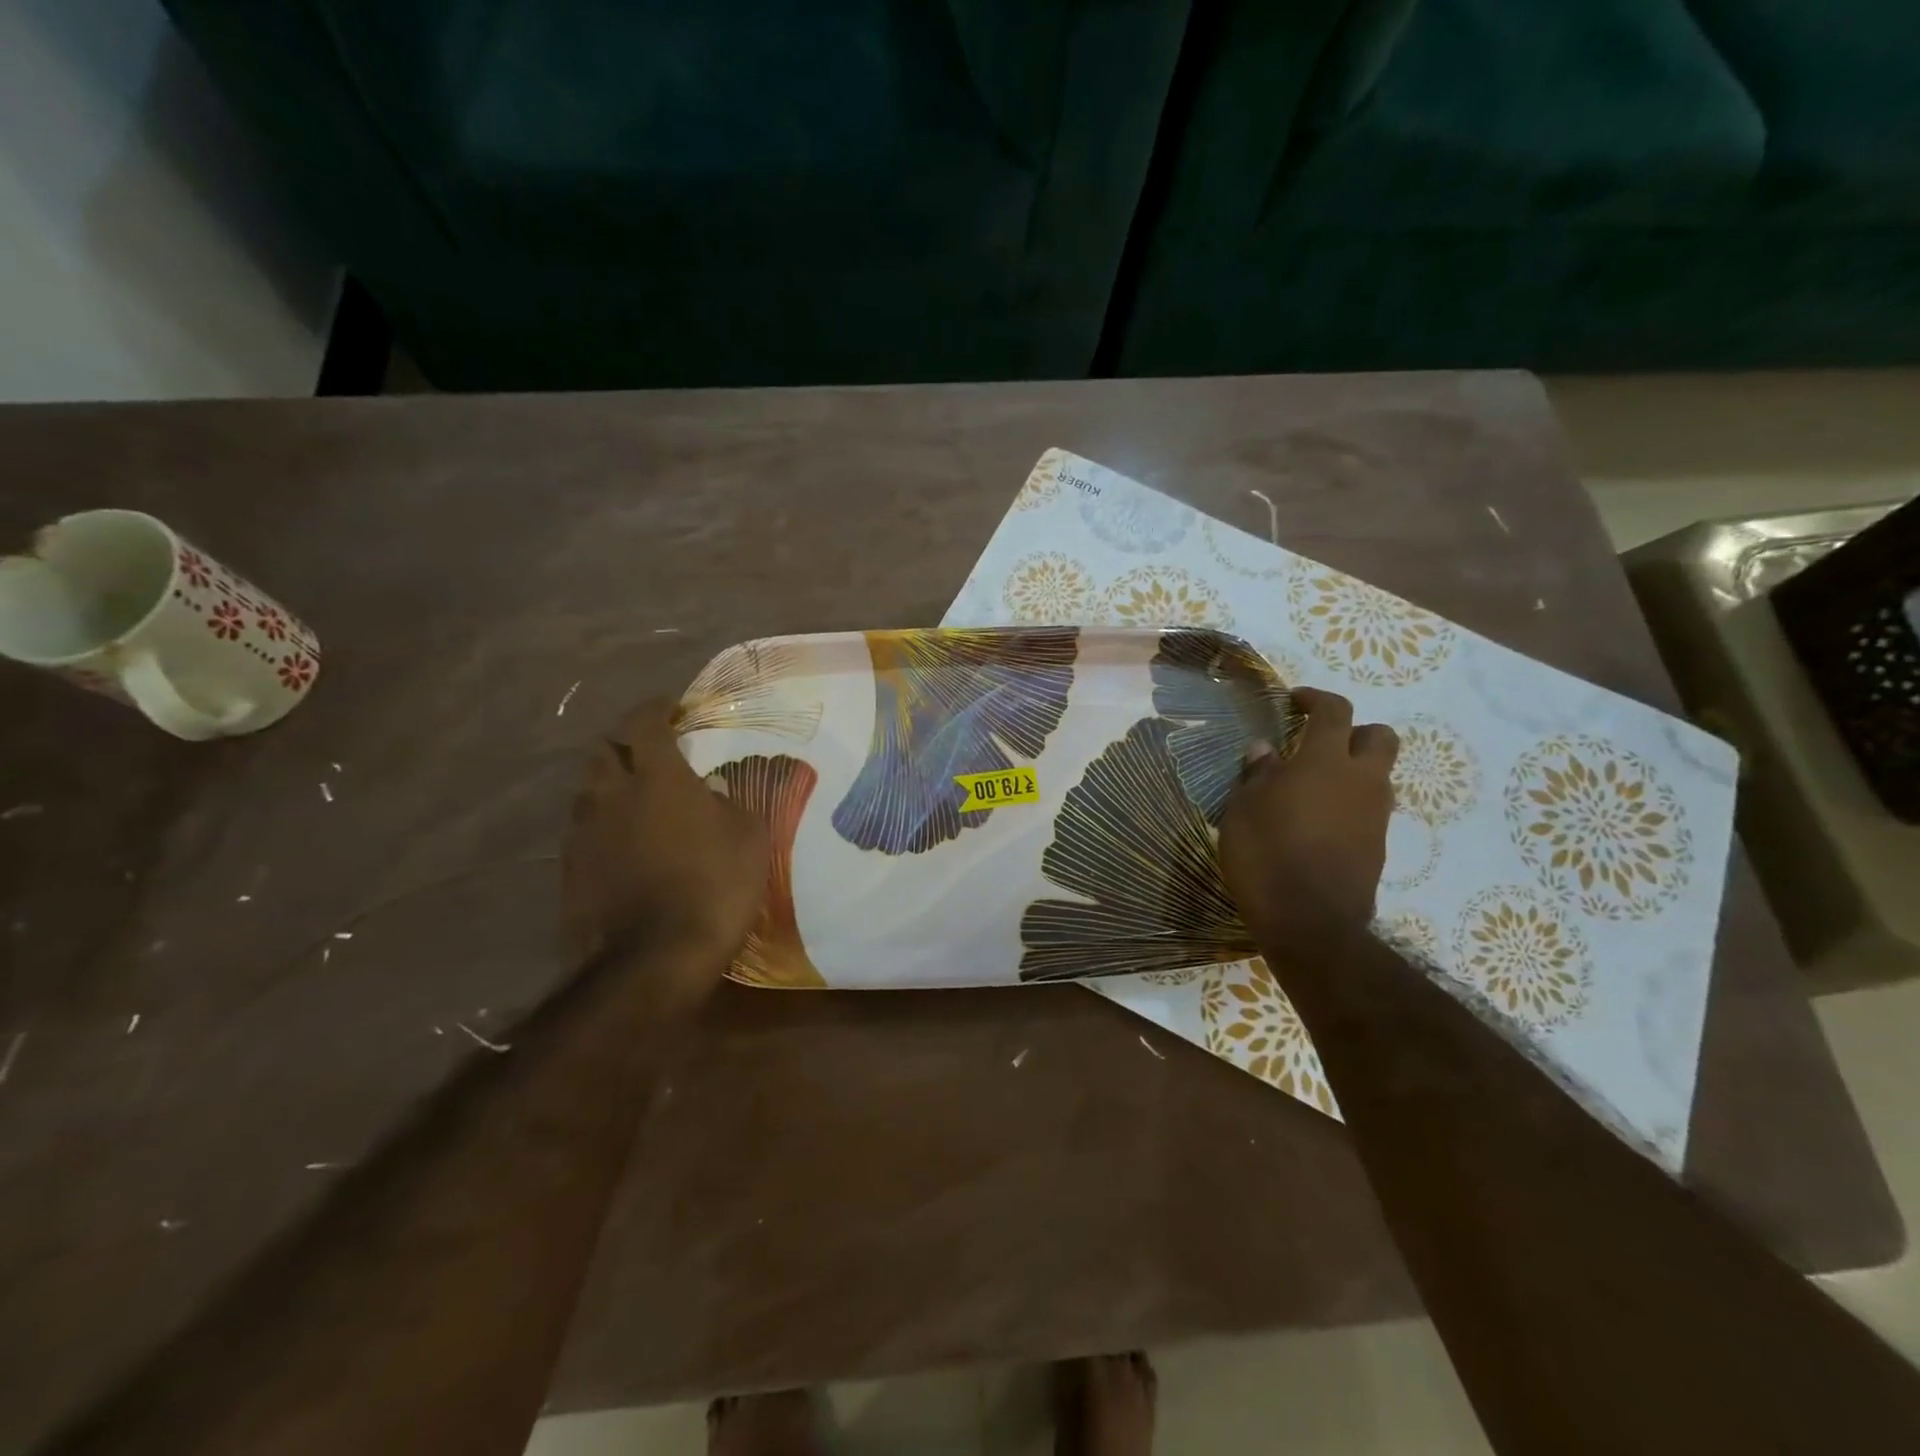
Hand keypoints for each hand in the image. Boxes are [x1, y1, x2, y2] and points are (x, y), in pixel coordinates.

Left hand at [560, 701, 767, 985]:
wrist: (654, 958)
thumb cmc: (714, 885)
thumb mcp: (748, 837)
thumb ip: (728, 803)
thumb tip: (712, 793)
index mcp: (657, 777)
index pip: (644, 723)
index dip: (656, 709)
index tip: (671, 707)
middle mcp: (611, 795)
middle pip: (603, 750)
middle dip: (624, 743)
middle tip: (649, 752)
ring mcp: (585, 834)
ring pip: (588, 791)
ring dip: (609, 785)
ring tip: (634, 799)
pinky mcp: (571, 871)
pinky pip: (583, 832)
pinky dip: (602, 827)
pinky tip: (622, 845)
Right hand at [1219, 686, 1397, 947]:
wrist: (1310, 921)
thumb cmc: (1266, 853)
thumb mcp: (1243, 808)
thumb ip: (1257, 774)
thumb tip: (1264, 749)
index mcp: (1326, 761)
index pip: (1334, 711)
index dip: (1316, 699)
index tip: (1295, 701)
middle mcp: (1362, 780)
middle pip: (1378, 737)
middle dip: (1353, 732)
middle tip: (1319, 744)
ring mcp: (1376, 815)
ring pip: (1378, 775)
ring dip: (1353, 771)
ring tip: (1313, 788)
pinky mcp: (1378, 847)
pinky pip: (1370, 810)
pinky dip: (1350, 805)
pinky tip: (1318, 823)